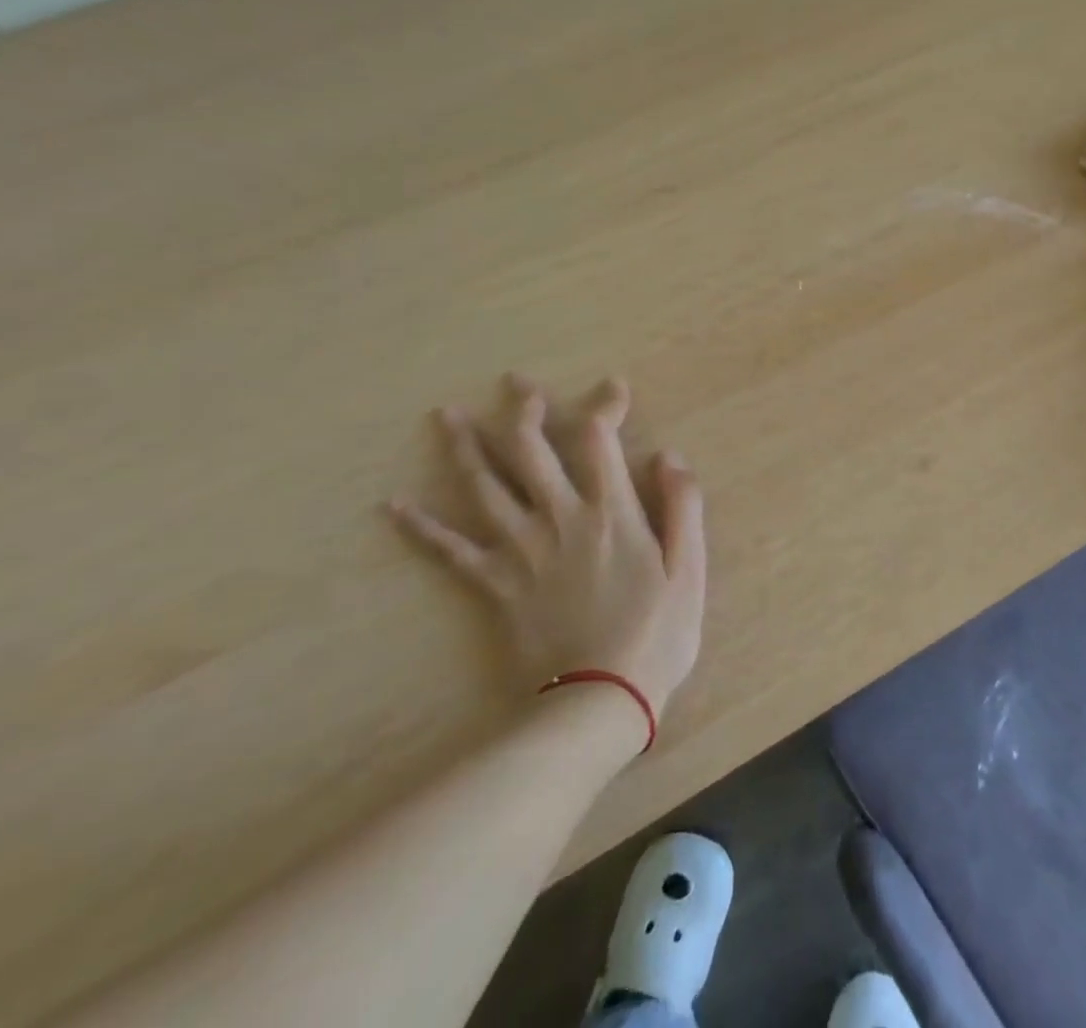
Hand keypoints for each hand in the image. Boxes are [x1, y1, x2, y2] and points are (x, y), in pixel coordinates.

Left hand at [389, 375, 704, 721]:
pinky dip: (422, 527)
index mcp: (610, 512)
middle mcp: (560, 518)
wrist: (597, 702)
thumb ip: (683, 506)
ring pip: (485, 486)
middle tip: (516, 383)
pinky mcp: (493, 585)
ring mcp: (520, 550)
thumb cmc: (655, 635)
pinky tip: (395, 506)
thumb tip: (668, 455)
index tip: (612, 387)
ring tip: (447, 416)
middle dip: (524, 410)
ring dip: (466, 447)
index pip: (599, 440)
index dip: (604, 406)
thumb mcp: (690, 569)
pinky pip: (450, 551)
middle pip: (532, 450)